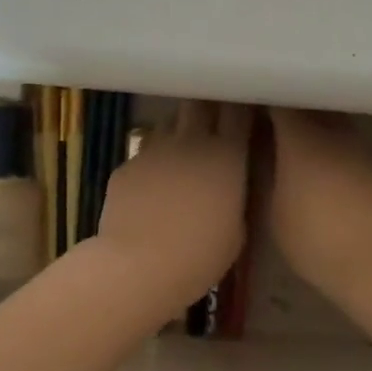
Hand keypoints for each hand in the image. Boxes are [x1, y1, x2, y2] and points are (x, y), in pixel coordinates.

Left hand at [96, 101, 252, 318]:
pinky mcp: (126, 165)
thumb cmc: (200, 255)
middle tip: (212, 124)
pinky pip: (143, 153)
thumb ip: (235, 196)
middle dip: (206, 108)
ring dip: (177, 132)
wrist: (138, 266)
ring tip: (180, 155)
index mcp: (226, 155)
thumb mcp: (236, 230)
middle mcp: (190, 141)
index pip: (238, 111)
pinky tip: (151, 188)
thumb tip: (229, 185)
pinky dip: (151, 163)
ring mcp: (153, 149)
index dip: (241, 108)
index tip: (245, 113)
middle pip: (199, 104)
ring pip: (168, 124)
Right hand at [266, 108, 371, 306]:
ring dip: (313, 124)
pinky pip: (347, 142)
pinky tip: (322, 167)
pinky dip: (332, 145)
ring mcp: (359, 147)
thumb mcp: (273, 211)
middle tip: (268, 120)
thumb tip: (259, 149)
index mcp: (302, 139)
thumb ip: (265, 172)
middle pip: (309, 105)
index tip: (249, 104)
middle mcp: (333, 133)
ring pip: (331, 121)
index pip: (281, 102)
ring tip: (293, 142)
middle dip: (289, 108)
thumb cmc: (314, 240)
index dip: (264, 99)